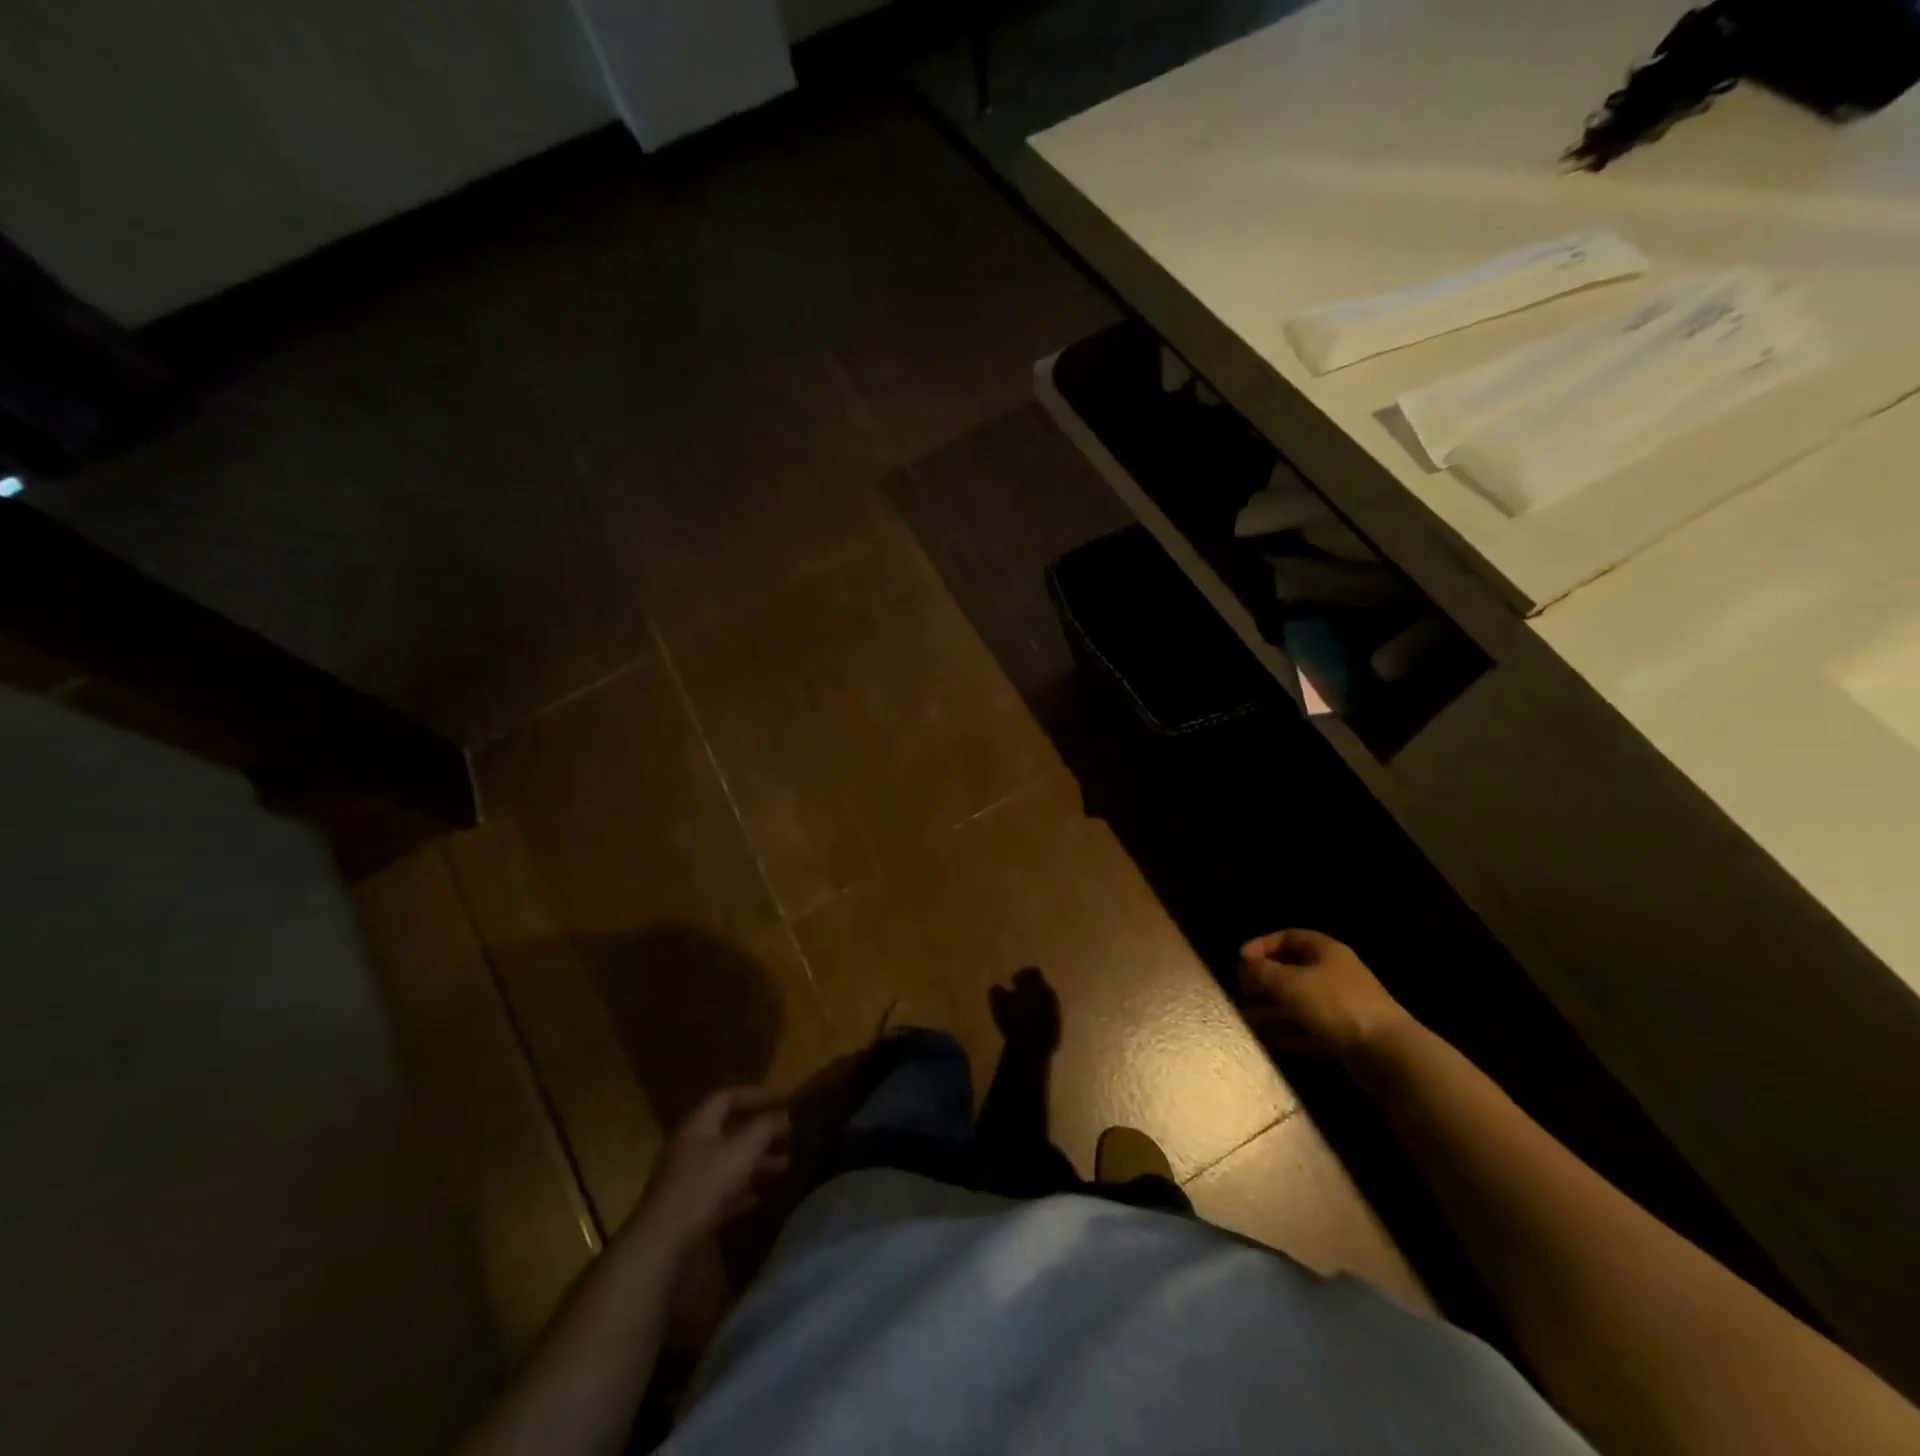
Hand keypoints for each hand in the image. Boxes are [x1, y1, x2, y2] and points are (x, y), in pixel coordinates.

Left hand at [636, 1086, 790, 1248]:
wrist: (662, 1245)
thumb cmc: (704, 1186)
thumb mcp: (741, 1151)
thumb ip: (764, 1128)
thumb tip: (782, 1114)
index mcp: (698, 1126)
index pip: (727, 1097)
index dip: (757, 1095)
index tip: (784, 1101)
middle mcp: (690, 1147)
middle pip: (729, 1130)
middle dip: (760, 1131)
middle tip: (789, 1135)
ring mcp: (686, 1180)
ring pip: (727, 1161)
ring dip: (756, 1161)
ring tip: (784, 1166)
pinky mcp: (687, 1210)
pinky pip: (720, 1191)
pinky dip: (741, 1191)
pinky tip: (759, 1199)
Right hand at [990, 966, 1061, 1056]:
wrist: (1032, 1050)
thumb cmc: (1013, 1022)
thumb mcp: (999, 1004)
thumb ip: (998, 992)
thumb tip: (996, 987)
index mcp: (1038, 986)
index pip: (1033, 972)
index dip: (1022, 974)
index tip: (1012, 980)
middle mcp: (1050, 996)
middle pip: (1041, 986)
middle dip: (1030, 989)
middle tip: (1017, 994)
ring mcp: (1056, 1013)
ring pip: (1046, 1002)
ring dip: (1035, 1003)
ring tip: (1022, 1011)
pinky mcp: (1057, 1029)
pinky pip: (1048, 1017)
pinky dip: (1040, 1017)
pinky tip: (1030, 1024)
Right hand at [1237, 930, 1415, 1063]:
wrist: (1386, 1052)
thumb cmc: (1335, 1005)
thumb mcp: (1290, 983)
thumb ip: (1263, 972)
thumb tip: (1246, 966)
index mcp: (1326, 951)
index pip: (1289, 937)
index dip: (1262, 945)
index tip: (1241, 960)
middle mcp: (1334, 974)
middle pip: (1292, 970)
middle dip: (1264, 981)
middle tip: (1241, 991)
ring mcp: (1341, 1006)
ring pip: (1298, 1002)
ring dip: (1272, 1010)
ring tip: (1246, 1019)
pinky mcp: (1344, 1035)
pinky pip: (1309, 1029)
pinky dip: (1288, 1033)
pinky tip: (1268, 1041)